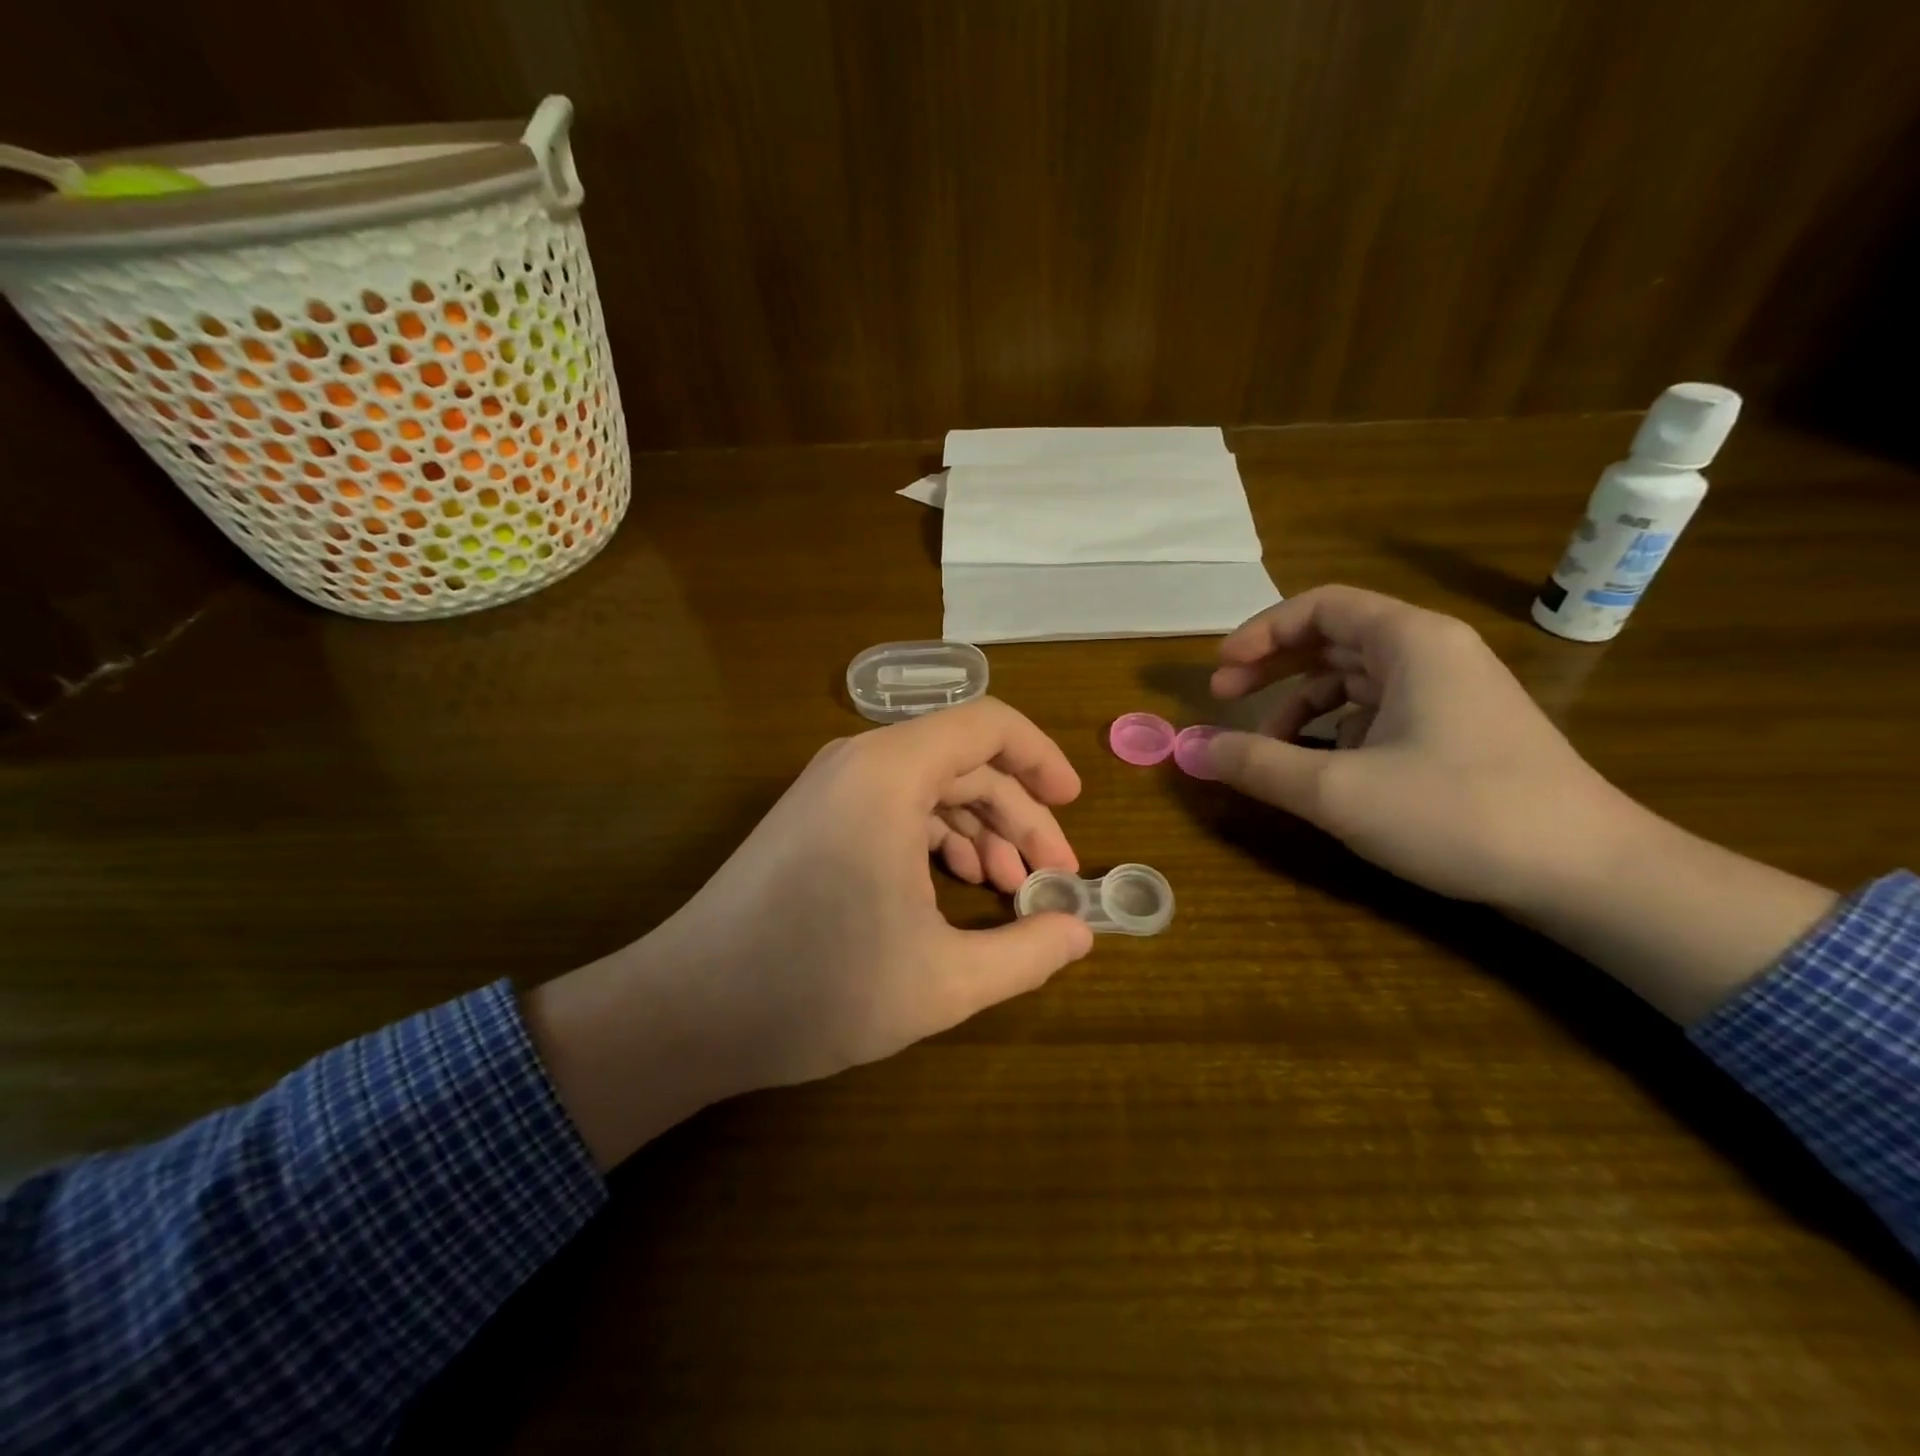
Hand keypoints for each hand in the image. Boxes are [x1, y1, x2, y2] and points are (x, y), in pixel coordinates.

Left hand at [528, 698, 1094, 1166]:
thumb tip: (1081, 932)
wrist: (687, 1011)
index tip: (1074, 806)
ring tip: (1009, 891)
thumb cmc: (818, 987)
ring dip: (979, 832)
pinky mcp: (813, 819)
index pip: (988, 725)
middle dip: (1017, 815)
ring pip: (929, 788)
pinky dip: (936, 841)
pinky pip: (894, 808)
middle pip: (963, 763)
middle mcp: (859, 763)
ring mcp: (829, 790)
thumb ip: (1026, 952)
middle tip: (1050, 878)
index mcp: (890, 774)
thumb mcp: (943, 981)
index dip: (1041, 758)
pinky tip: (954, 890)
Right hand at [1207, 584, 1633, 908]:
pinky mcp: (1458, 733)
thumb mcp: (1338, 790)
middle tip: (1223, 697)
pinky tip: (1321, 769)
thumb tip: (1189, 749)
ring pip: (1354, 680)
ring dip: (1301, 705)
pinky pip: (1378, 713)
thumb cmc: (1458, 812)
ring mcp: (1450, 695)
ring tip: (1268, 749)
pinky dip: (1335, 731)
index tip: (1219, 671)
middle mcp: (1433, 654)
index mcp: (1411, 642)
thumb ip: (1256, 764)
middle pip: (1334, 639)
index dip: (1261, 632)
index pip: (1321, 607)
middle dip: (1272, 667)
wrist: (1588, 873)